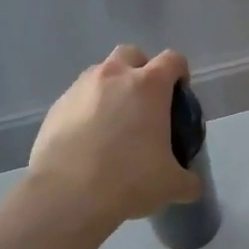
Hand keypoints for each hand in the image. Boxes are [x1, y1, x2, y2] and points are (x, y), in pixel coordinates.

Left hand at [27, 45, 200, 230]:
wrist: (68, 194)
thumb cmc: (130, 180)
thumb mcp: (171, 184)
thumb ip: (188, 180)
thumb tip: (192, 186)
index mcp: (149, 85)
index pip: (173, 60)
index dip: (180, 74)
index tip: (179, 96)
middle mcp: (114, 76)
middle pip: (132, 54)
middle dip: (141, 70)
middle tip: (145, 104)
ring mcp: (80, 88)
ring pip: (100, 73)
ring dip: (111, 88)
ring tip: (114, 124)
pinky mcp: (56, 106)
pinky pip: (78, 98)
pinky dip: (87, 110)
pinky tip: (88, 141)